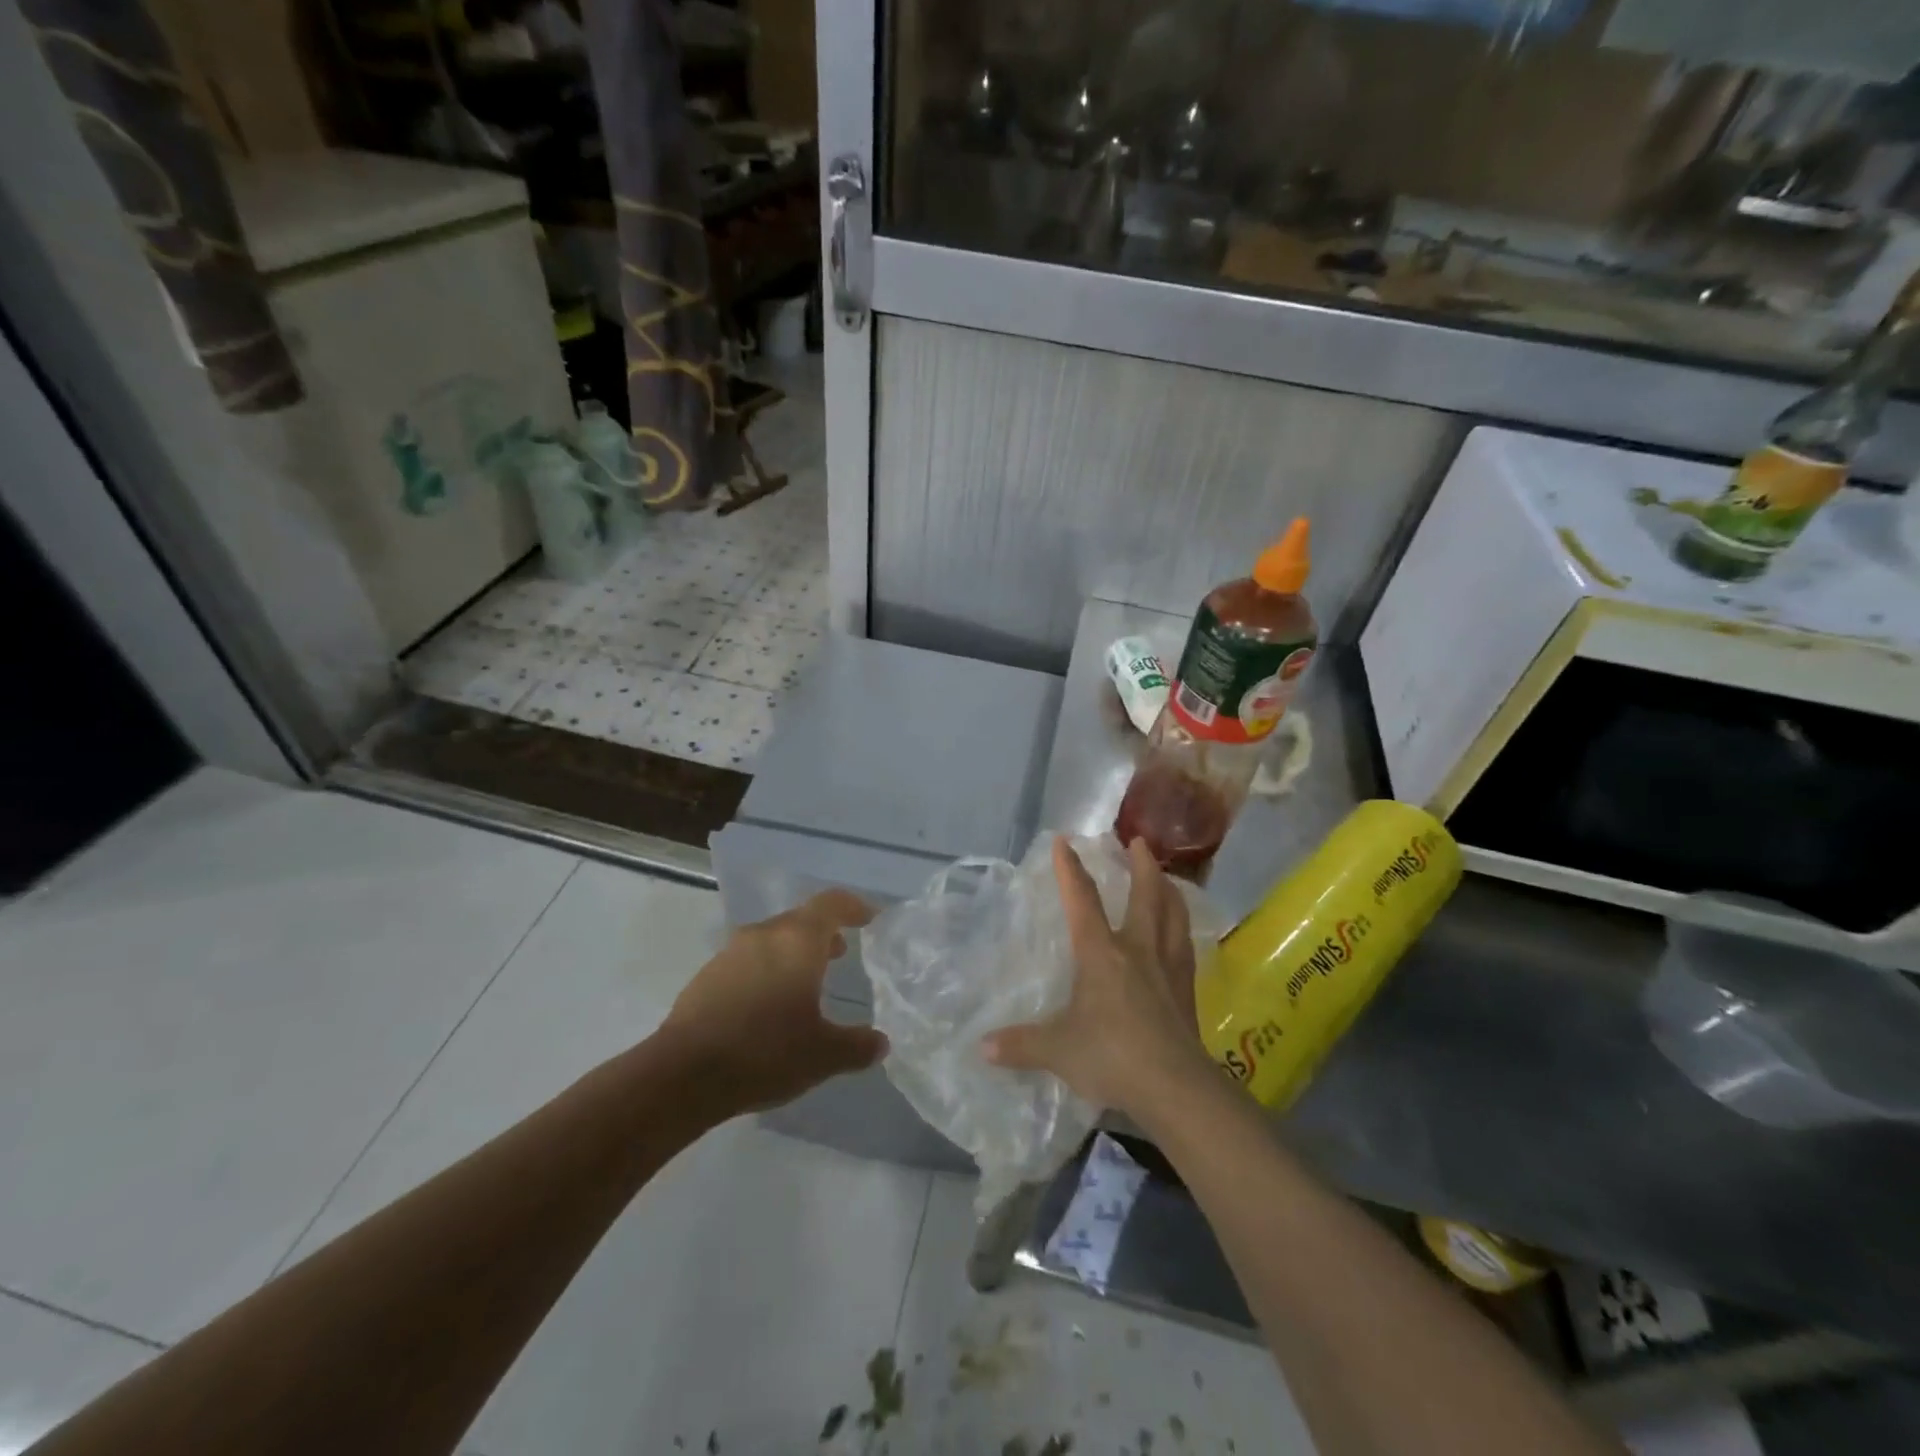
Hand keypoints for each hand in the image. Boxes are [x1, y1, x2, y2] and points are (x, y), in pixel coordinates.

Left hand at [660, 889, 884, 1116]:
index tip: (869, 919)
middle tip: (842, 954)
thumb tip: (880, 1043)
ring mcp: (730, 953)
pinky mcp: (706, 976)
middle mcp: (764, 934)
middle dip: (824, 933)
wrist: (683, 1074)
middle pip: (800, 920)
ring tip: (806, 983)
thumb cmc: (765, 1052)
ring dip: (793, 953)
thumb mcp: (823, 1055)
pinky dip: (767, 971)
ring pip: (772, 939)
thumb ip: (857, 1045)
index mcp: (798, 940)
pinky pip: (748, 961)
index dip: (854, 907)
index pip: (831, 904)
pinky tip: (768, 1006)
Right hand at [981, 836, 1213, 1119]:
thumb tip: (981, 1048)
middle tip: (1139, 840)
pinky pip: (1186, 946)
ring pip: (1173, 915)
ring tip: (1167, 876)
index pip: (1082, 901)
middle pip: (1145, 895)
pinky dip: (1182, 928)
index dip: (1070, 869)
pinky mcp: (1187, 990)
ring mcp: (1167, 968)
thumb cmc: (1111, 1056)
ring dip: (1169, 889)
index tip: (1064, 841)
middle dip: (1141, 864)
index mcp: (1101, 953)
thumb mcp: (1057, 1051)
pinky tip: (1182, 931)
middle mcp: (1137, 950)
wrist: (1175, 1087)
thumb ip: (1020, 1045)